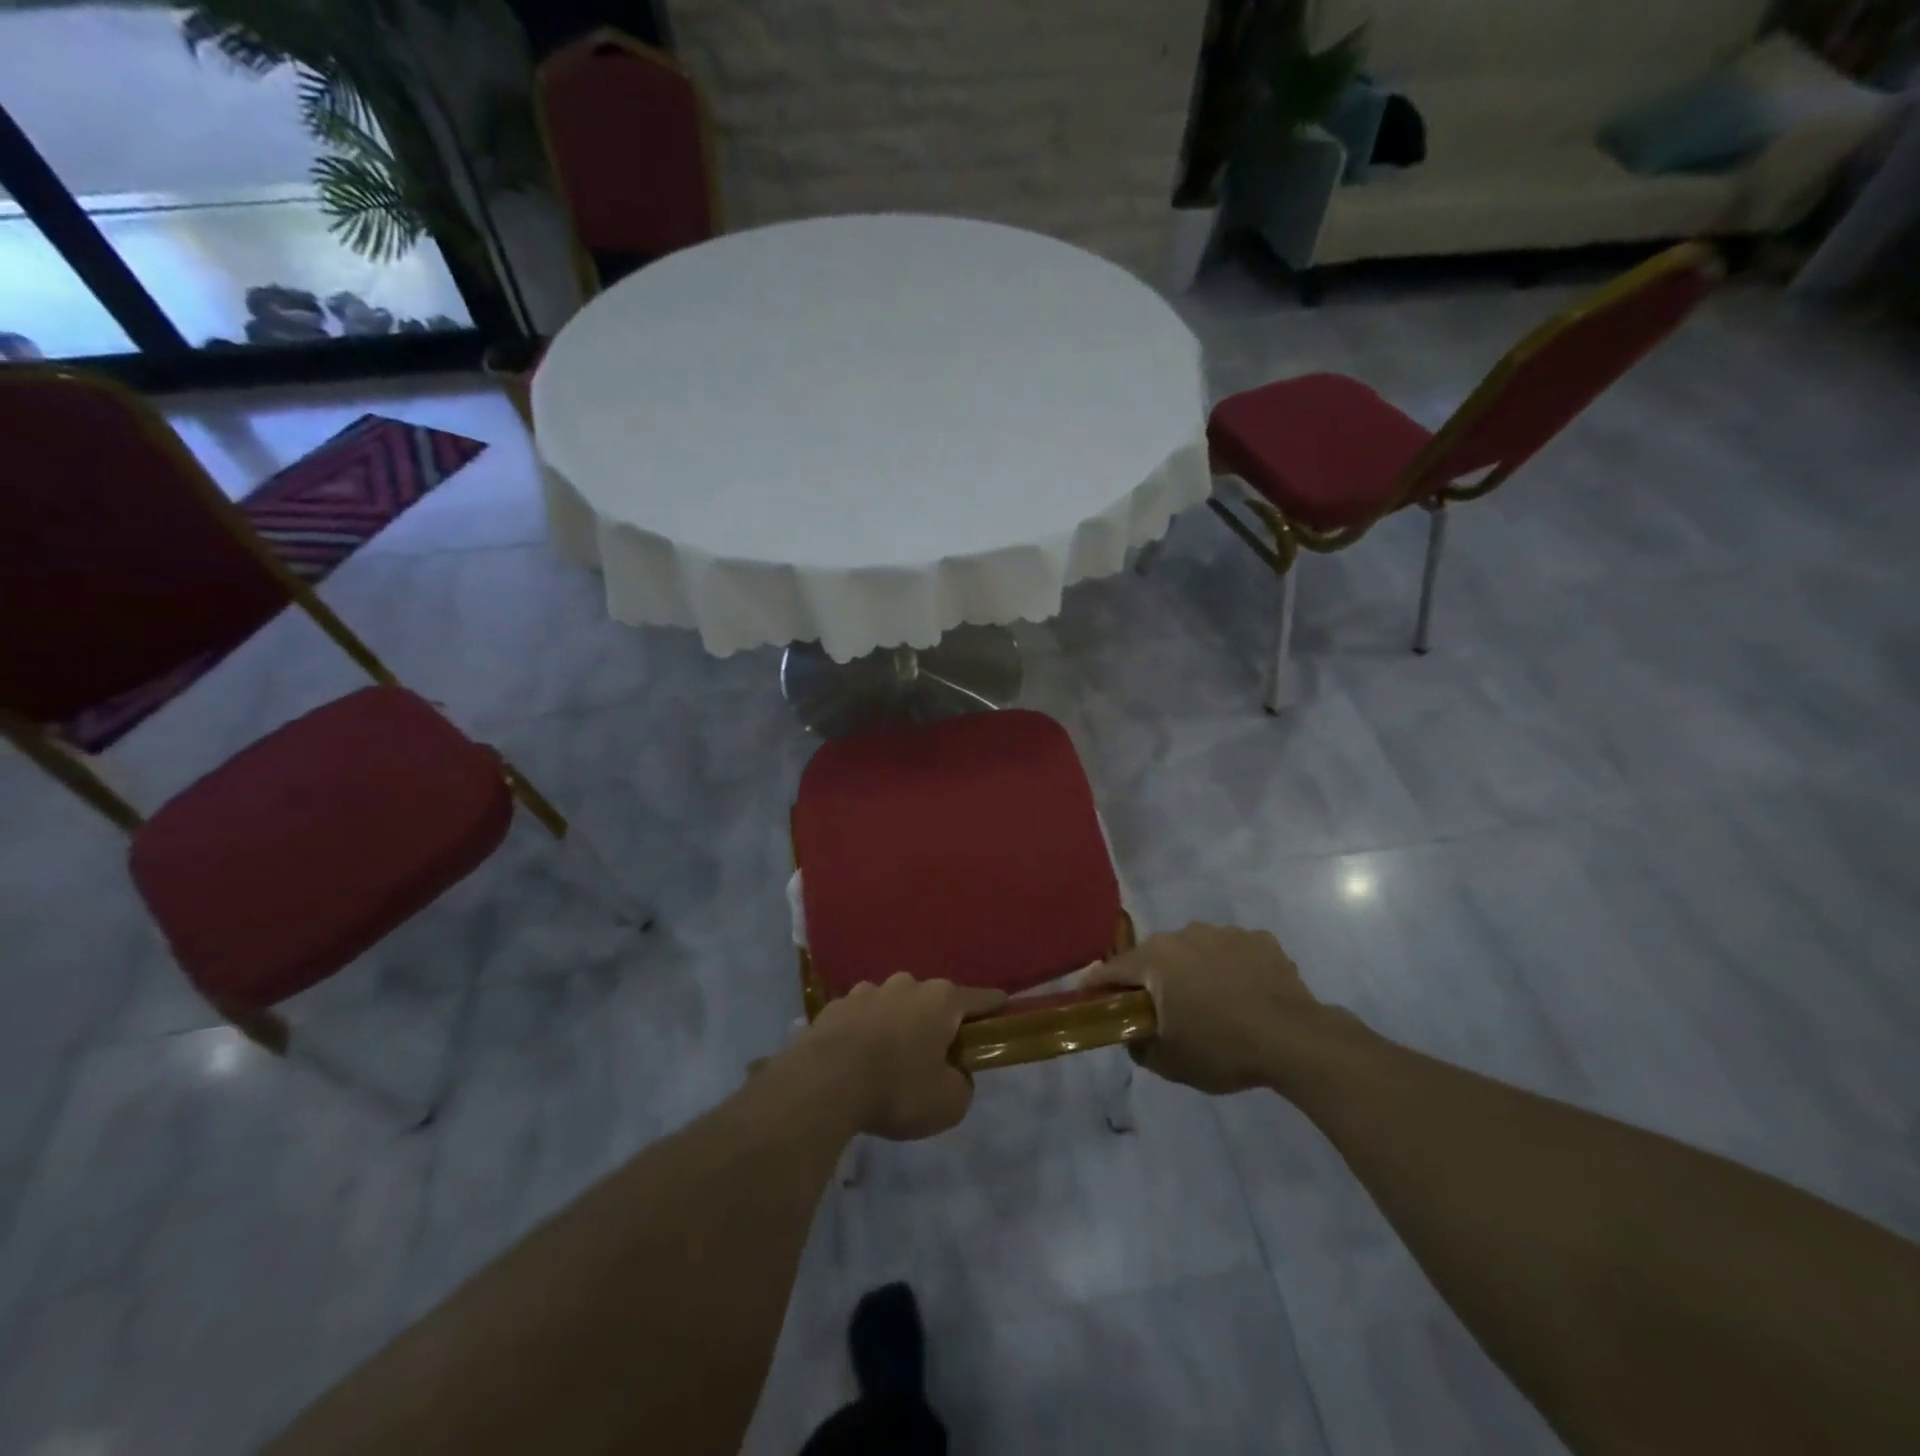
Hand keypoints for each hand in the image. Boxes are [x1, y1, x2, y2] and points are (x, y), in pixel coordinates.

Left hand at [797, 974, 1006, 1139]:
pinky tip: (857, 1059)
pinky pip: (862, 1016)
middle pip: (933, 1000)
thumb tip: (955, 1074)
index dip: (995, 1008)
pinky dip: (865, 1031)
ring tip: (890, 1059)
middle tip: (935, 1055)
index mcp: (942, 1000)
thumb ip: (962, 1085)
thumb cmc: (897, 1088)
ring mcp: (868, 990)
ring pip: (894, 1004)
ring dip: (898, 1024)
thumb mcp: (948, 1104)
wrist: (824, 1082)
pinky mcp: (836, 1005)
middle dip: (937, 1022)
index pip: (981, 998)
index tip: (1003, 1012)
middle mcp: (908, 984)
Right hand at [1085, 923, 1327, 1094]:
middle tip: (1161, 1010)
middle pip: (1155, 956)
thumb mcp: (1169, 1062)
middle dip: (1152, 979)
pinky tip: (1244, 995)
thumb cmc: (1222, 1048)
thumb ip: (1139, 1045)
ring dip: (1194, 970)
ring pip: (1195, 950)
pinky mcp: (1259, 939)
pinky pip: (1232, 952)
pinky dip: (1231, 968)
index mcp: (1156, 959)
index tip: (1092, 998)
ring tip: (1211, 1003)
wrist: (1294, 1040)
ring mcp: (1225, 933)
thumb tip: (1134, 1034)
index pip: (1112, 969)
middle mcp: (1185, 934)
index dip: (1099, 985)